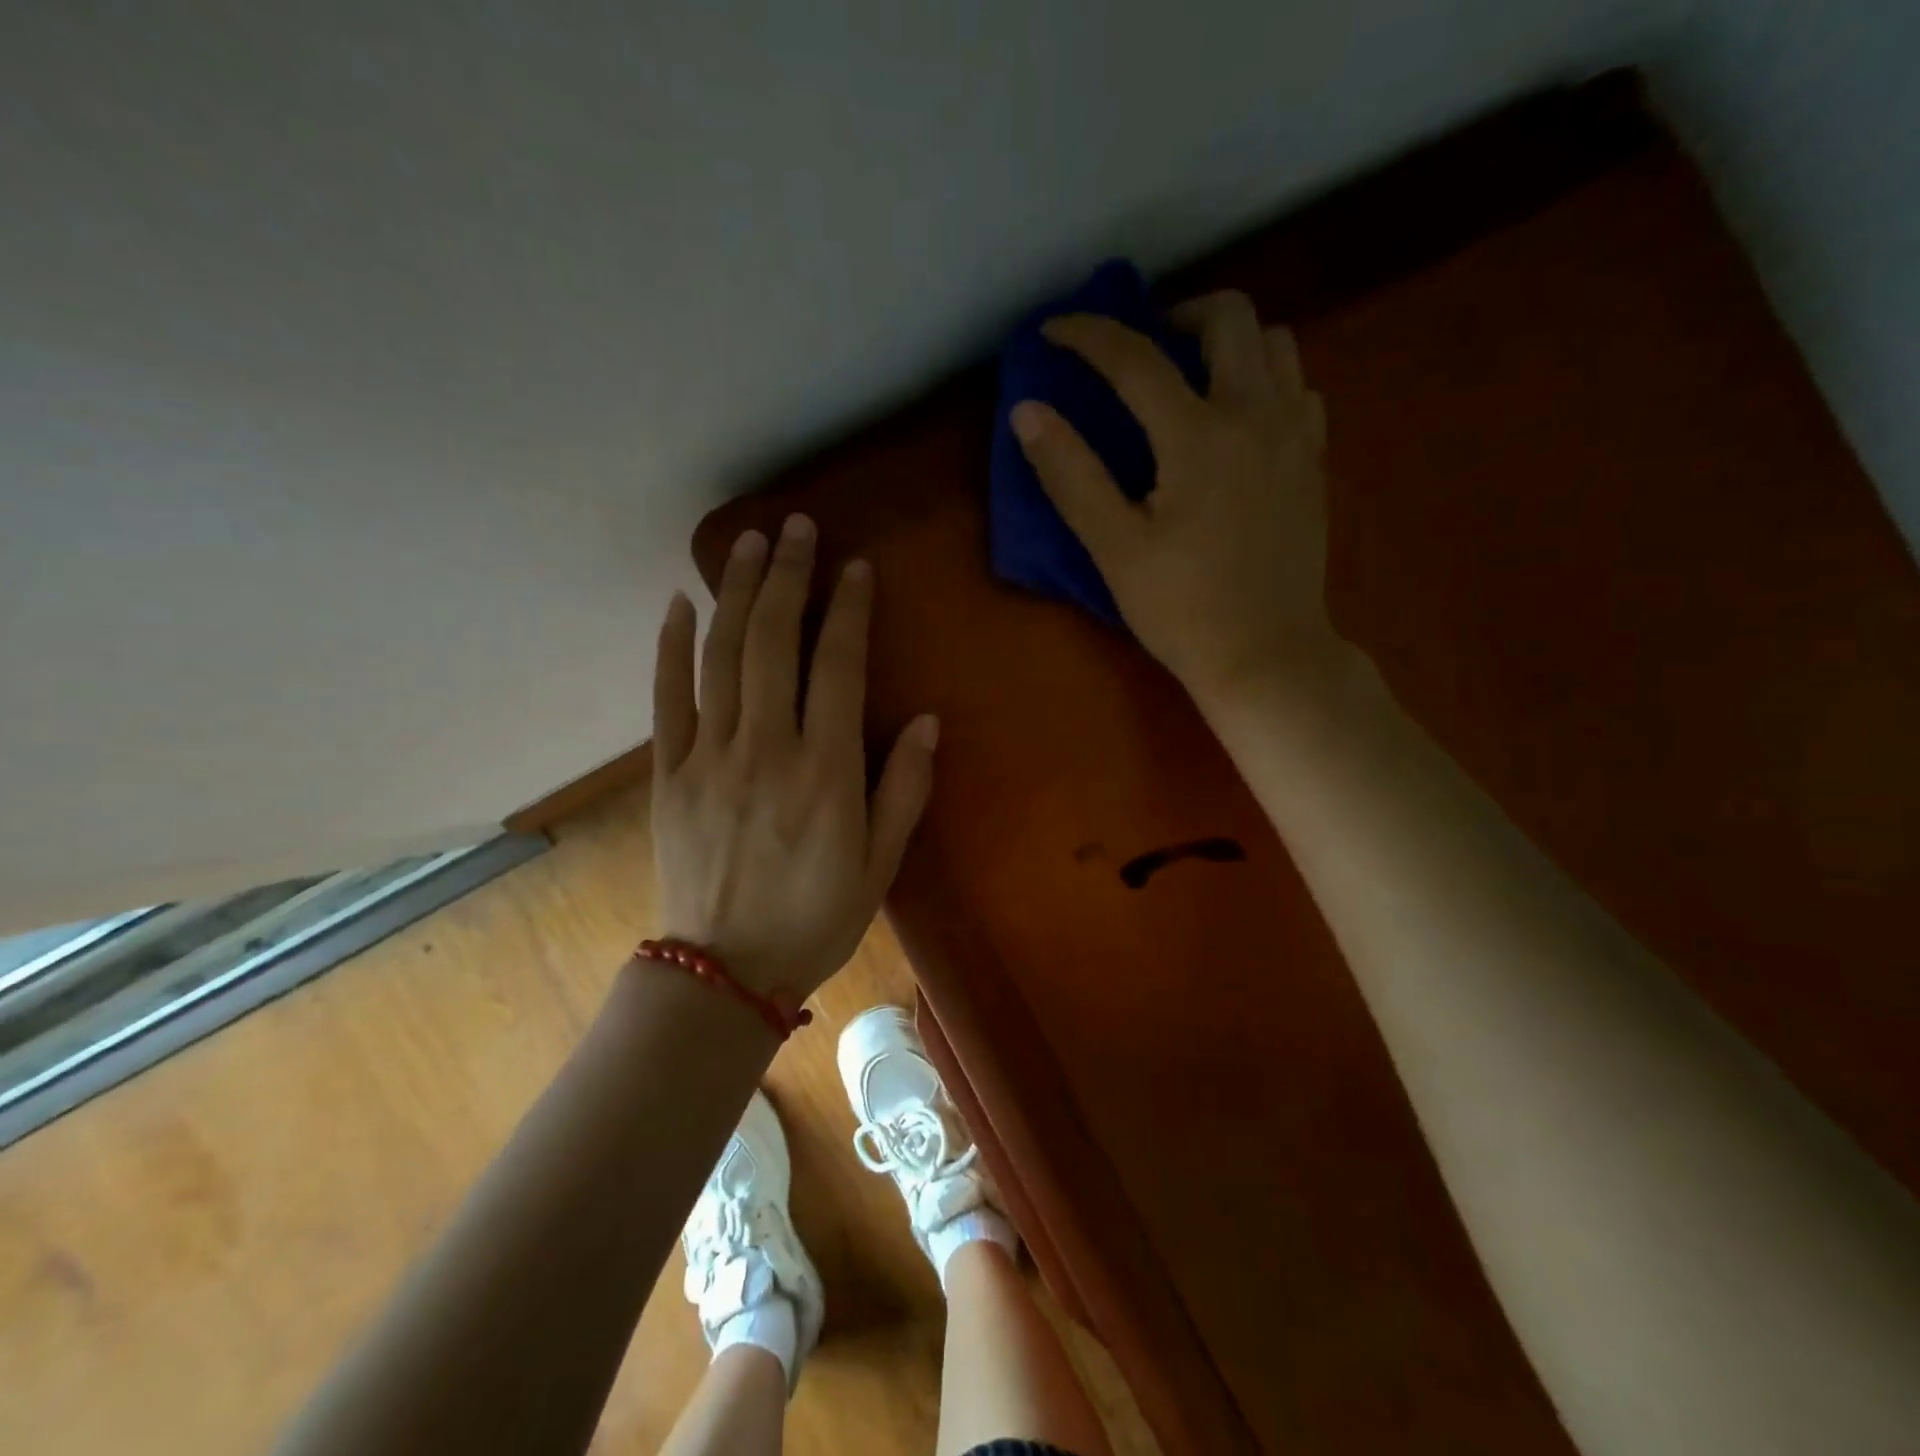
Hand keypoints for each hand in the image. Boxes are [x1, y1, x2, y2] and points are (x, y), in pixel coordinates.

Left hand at [650, 515, 937, 999]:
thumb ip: (905, 788)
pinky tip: (679, 605)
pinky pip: (668, 699)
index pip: (839, 666)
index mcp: (826, 771)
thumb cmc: (816, 917)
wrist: (725, 970)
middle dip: (788, 578)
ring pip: (723, 657)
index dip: (848, 610)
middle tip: (797, 528)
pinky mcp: (670, 774)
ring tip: (747, 543)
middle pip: (775, 643)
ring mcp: (711, 757)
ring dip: (736, 593)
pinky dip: (672, 648)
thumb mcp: (880, 862)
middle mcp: (767, 749)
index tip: (854, 567)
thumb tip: (926, 721)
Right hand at [1011, 291, 1346, 706]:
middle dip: (1175, 314)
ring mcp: (1295, 436)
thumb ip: (1070, 474)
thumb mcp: (1114, 548)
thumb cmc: (1182, 609)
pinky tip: (1235, 422)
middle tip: (1139, 354)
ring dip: (1226, 343)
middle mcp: (1256, 415)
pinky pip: (1296, 388)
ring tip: (1189, 381)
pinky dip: (1263, 381)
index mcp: (1198, 435)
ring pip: (1275, 343)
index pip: (1135, 358)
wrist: (1266, 655)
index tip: (1053, 331)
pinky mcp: (1313, 463)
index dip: (1087, 334)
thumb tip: (1028, 411)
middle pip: (1230, 315)